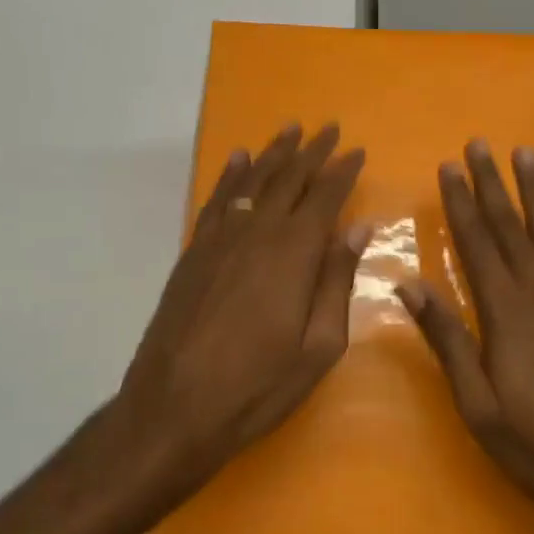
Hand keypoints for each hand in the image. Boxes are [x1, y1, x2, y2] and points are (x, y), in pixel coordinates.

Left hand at [115, 122, 369, 504]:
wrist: (174, 406)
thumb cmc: (258, 384)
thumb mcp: (318, 345)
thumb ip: (337, 280)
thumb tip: (359, 227)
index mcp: (294, 253)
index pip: (325, 197)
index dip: (342, 171)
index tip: (357, 150)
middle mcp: (257, 232)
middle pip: (288, 179)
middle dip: (312, 151)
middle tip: (328, 127)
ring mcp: (220, 239)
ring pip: (252, 181)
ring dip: (273, 153)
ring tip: (290, 129)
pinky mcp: (194, 252)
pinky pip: (217, 200)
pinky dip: (230, 176)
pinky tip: (238, 159)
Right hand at [397, 140, 533, 533]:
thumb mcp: (477, 404)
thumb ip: (447, 340)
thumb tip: (409, 286)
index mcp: (506, 313)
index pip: (476, 244)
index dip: (460, 203)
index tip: (448, 167)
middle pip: (512, 229)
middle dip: (492, 184)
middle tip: (480, 144)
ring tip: (527, 155)